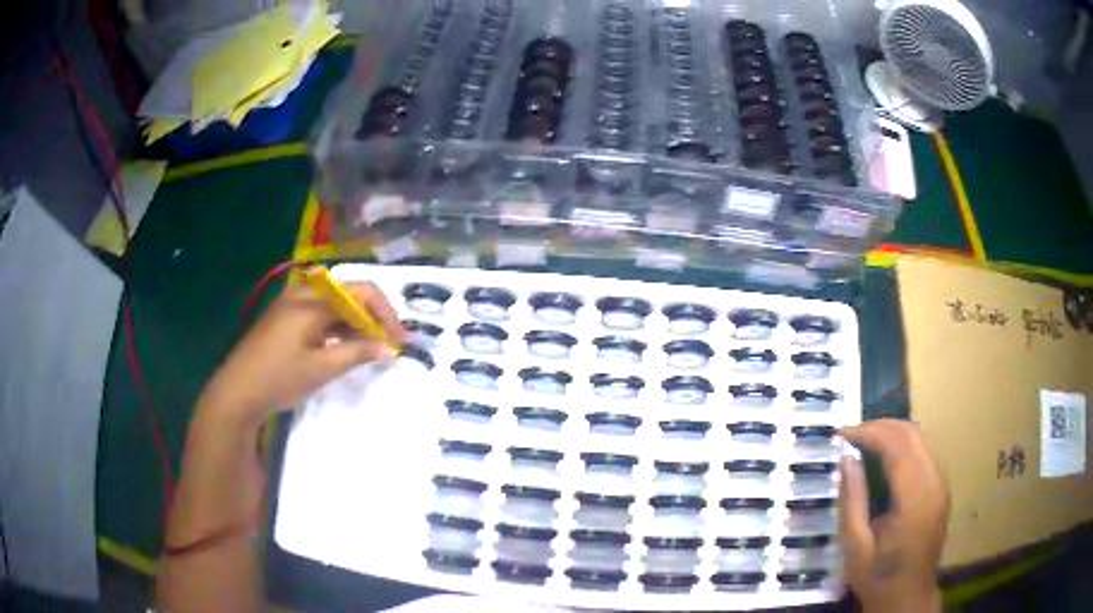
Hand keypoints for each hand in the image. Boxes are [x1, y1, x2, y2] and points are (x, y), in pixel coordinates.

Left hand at [197, 280, 407, 426]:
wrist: (237, 391)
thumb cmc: (279, 379)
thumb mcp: (322, 369)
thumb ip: (357, 353)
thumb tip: (389, 348)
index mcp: (312, 301)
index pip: (362, 292)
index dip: (386, 314)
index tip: (400, 341)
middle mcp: (303, 293)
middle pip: (349, 293)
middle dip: (372, 317)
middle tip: (386, 345)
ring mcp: (291, 303)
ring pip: (335, 303)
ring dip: (355, 322)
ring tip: (368, 348)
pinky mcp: (285, 316)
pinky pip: (320, 311)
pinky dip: (337, 325)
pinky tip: (342, 345)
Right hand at [839, 419, 949, 611]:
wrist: (907, 596)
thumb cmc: (878, 576)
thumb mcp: (855, 547)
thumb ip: (852, 501)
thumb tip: (846, 459)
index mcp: (914, 499)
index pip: (897, 447)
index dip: (870, 433)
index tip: (843, 433)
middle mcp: (934, 483)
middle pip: (913, 436)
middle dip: (881, 426)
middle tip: (852, 432)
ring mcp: (941, 485)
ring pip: (922, 439)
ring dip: (894, 432)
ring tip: (866, 438)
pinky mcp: (941, 489)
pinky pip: (926, 452)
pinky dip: (905, 444)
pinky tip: (887, 454)